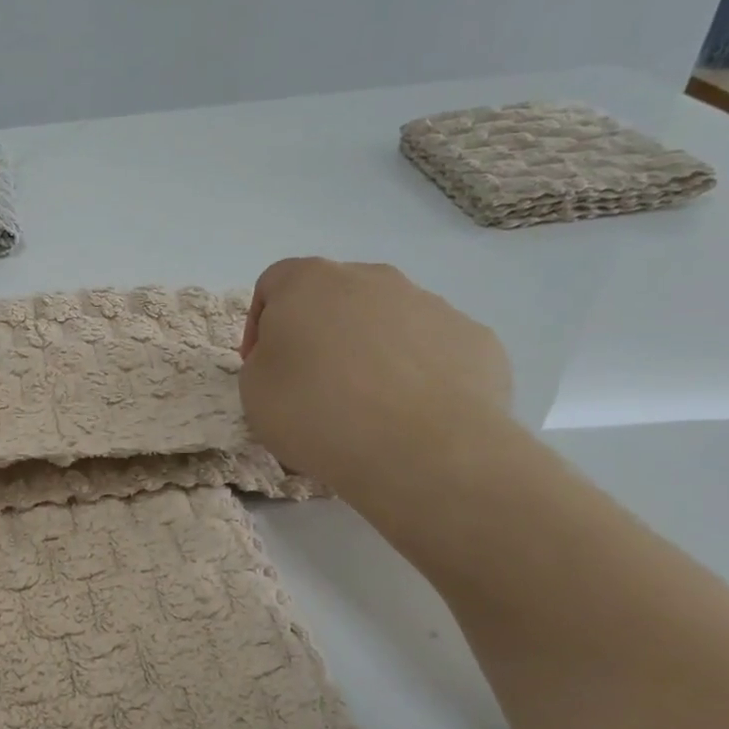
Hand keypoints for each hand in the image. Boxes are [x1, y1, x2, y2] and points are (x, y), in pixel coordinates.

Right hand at [238, 258, 513, 517]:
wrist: (423, 450)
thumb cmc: (318, 412)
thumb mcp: (254, 391)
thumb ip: (264, 361)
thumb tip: (293, 358)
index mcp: (309, 282)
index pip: (272, 284)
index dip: (260, 325)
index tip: (261, 366)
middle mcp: (372, 278)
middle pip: (334, 297)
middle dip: (319, 333)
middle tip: (312, 384)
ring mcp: (430, 304)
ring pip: (386, 320)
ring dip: (369, 351)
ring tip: (366, 406)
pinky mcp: (474, 338)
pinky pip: (431, 349)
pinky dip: (416, 373)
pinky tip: (411, 414)